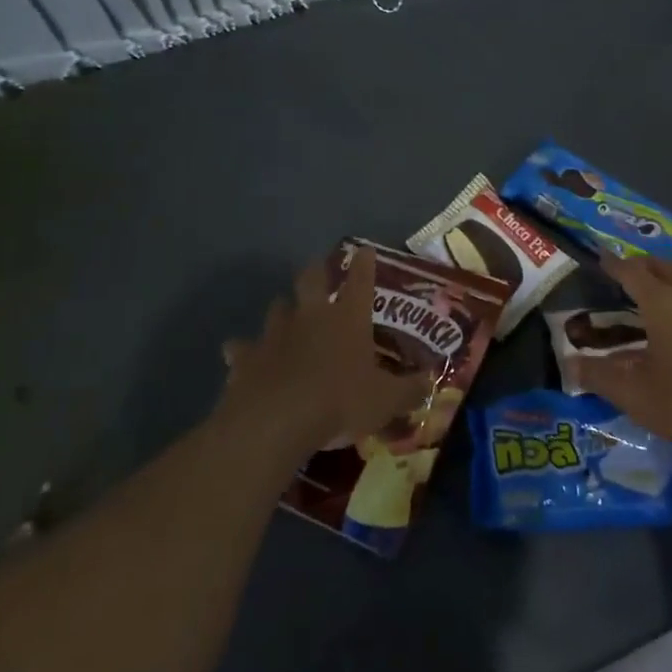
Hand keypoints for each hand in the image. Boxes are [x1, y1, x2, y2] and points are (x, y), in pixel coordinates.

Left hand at [221, 248, 432, 462]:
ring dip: (282, 309)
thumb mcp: (386, 401)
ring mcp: (275, 333)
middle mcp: (311, 316)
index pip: (361, 281)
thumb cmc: (340, 403)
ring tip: (285, 313)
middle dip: (315, 271)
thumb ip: (410, 390)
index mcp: (348, 319)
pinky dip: (243, 350)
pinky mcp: (246, 357)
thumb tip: (430, 383)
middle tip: (317, 269)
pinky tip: (240, 356)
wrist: (277, 421)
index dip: (364, 264)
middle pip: (310, 279)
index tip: (364, 250)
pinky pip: (241, 348)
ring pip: (276, 307)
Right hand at [574, 254, 671, 460]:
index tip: (600, 258)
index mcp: (662, 301)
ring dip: (667, 277)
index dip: (613, 264)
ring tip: (654, 289)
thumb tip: (570, 365)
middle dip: (641, 266)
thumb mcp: (635, 394)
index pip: (631, 271)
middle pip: (662, 267)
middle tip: (624, 274)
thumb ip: (599, 376)